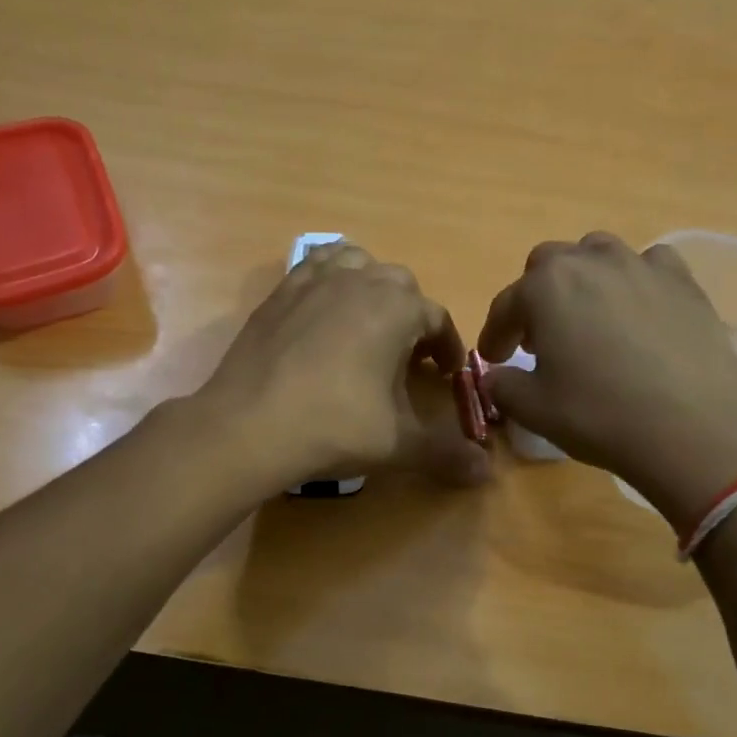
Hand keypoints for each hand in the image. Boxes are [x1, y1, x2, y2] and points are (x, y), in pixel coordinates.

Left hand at [198, 242, 490, 492]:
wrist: (249, 426)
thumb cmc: (333, 427)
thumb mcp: (397, 444)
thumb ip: (445, 453)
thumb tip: (487, 472)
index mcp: (396, 309)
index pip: (437, 318)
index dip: (447, 347)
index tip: (446, 374)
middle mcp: (360, 280)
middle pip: (400, 285)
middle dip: (412, 316)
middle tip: (407, 356)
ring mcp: (315, 281)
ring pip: (358, 264)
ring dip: (372, 288)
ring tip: (369, 324)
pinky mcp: (280, 291)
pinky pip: (315, 266)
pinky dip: (331, 279)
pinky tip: (325, 311)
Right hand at [478, 233, 736, 526]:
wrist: (693, 429)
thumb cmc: (599, 415)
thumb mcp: (533, 409)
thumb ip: (502, 385)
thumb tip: (496, 376)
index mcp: (546, 287)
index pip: (506, 305)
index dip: (495, 334)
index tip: (493, 358)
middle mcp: (591, 261)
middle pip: (549, 265)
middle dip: (536, 297)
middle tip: (538, 337)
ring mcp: (642, 266)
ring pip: (598, 254)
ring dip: (583, 280)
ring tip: (588, 318)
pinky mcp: (684, 282)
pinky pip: (649, 266)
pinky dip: (634, 281)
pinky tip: (638, 312)